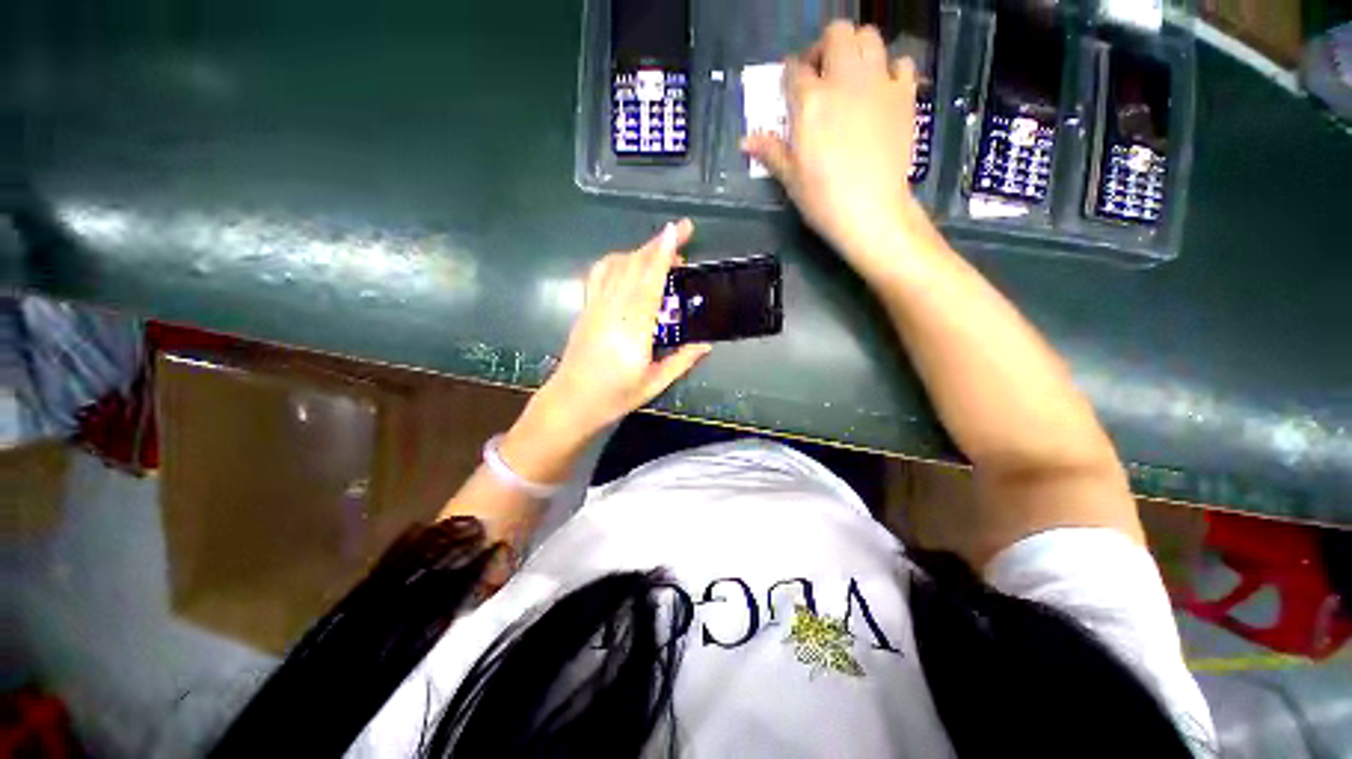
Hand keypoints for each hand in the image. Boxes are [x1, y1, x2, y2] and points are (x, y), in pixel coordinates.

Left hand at [502, 220, 710, 481]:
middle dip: (657, 244)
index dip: (663, 254)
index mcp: (633, 331)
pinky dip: (616, 260)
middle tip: (681, 232)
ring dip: (640, 251)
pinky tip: (628, 263)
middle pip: (634, 267)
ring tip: (660, 251)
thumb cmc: (614, 397)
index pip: (649, 283)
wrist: (571, 402)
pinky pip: (599, 274)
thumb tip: (706, 344)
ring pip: (616, 266)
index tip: (675, 231)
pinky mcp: (586, 308)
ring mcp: (595, 307)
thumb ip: (681, 361)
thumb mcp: (654, 383)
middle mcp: (612, 311)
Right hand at [742, 21, 924, 272]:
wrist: (871, 211)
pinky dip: (890, 70)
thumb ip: (770, 152)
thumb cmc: (823, 198)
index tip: (791, 90)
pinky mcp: (904, 96)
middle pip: (836, 34)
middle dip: (825, 48)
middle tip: (821, 76)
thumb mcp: (790, 178)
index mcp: (810, 102)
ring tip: (850, 78)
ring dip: (856, 50)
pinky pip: (900, 63)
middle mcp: (843, 81)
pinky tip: (881, 91)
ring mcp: (878, 84)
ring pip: (869, 37)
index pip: (795, 70)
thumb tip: (745, 142)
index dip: (790, 76)